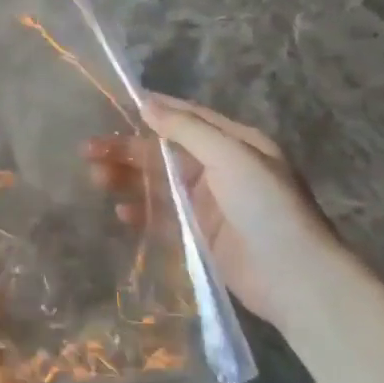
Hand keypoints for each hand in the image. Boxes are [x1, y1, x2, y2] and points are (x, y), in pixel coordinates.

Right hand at [85, 94, 346, 325]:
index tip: (116, 103)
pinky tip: (121, 213)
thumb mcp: (232, 157)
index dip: (154, 110)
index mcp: (235, 143)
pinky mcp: (200, 236)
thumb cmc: (267, 207)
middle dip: (128, 148)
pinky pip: (163, 217)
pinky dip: (141, 212)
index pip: (188, 117)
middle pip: (164, 151)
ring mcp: (209, 204)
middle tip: (88, 149)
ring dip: (127, 178)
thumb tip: (147, 103)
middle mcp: (221, 168)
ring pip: (158, 183)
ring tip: (95, 177)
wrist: (295, 279)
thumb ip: (188, 130)